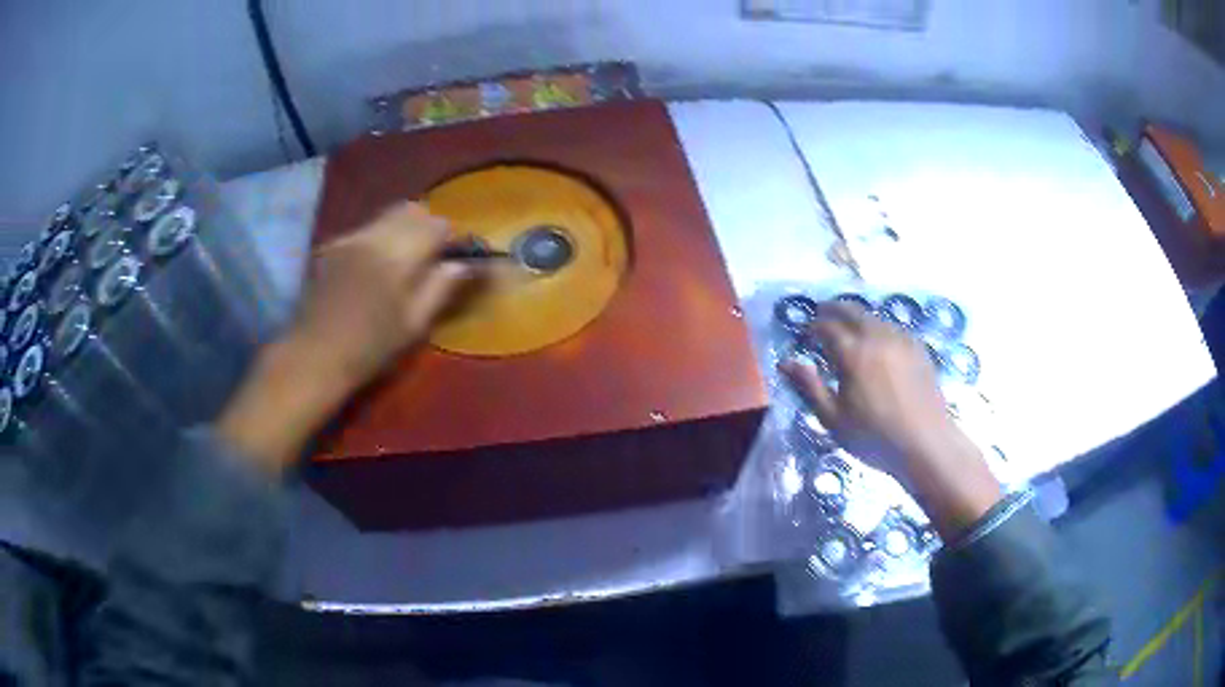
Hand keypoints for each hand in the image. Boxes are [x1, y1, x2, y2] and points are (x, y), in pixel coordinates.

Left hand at [218, 202, 476, 474]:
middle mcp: (374, 236)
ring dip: (401, 229)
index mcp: (398, 256)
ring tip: (399, 262)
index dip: (447, 239)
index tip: (448, 258)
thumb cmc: (369, 348)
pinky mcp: (331, 246)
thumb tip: (463, 264)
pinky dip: (377, 239)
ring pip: (386, 216)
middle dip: (425, 227)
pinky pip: (364, 230)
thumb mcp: (413, 325)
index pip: (436, 225)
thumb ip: (440, 288)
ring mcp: (348, 238)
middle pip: (410, 210)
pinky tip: (370, 269)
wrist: (314, 356)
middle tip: (427, 256)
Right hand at [780, 302, 1000, 537]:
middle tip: (822, 313)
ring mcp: (901, 339)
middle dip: (833, 309)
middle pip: (851, 311)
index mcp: (853, 352)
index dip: (813, 328)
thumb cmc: (874, 436)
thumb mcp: (833, 418)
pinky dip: (878, 327)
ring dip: (857, 317)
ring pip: (873, 317)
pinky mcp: (918, 348)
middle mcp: (876, 336)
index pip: (827, 327)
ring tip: (849, 328)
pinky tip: (877, 342)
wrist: (925, 443)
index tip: (806, 335)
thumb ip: (809, 387)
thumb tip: (786, 363)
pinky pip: (892, 327)